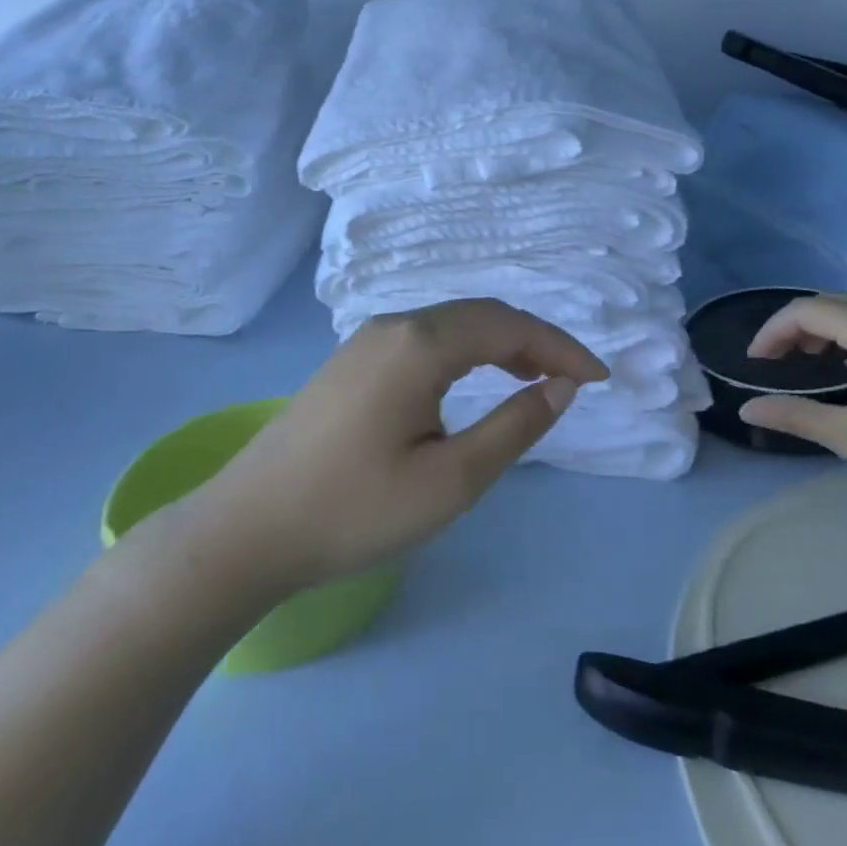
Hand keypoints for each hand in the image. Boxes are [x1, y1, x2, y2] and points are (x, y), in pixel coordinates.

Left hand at [171, 299, 608, 590]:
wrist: (246, 530)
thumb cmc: (354, 511)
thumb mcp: (450, 479)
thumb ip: (515, 426)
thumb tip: (561, 387)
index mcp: (420, 343)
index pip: (509, 326)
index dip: (561, 347)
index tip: (599, 378)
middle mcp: (394, 324)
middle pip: (481, 315)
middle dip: (535, 341)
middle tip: (573, 379)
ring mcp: (367, 339)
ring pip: (452, 324)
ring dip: (500, 344)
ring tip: (536, 378)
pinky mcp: (352, 361)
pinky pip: (425, 339)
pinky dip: (466, 352)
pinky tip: (475, 381)